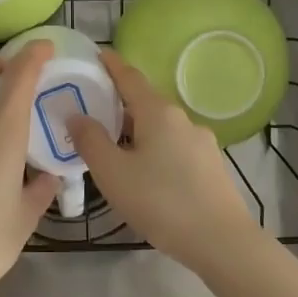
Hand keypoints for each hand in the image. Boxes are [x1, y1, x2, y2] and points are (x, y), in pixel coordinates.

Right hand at [69, 48, 263, 277]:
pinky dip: (155, 150)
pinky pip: (174, 147)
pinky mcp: (211, 166)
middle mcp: (181, 118)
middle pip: (145, 102)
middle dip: (119, 105)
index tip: (97, 54)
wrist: (222, 242)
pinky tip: (147, 175)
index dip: (111, 64)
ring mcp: (201, 142)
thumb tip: (76, 115)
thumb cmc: (160, 201)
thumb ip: (90, 140)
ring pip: (160, 128)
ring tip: (116, 151)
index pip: (129, 76)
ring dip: (137, 132)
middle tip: (93, 114)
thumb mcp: (112, 173)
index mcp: (157, 112)